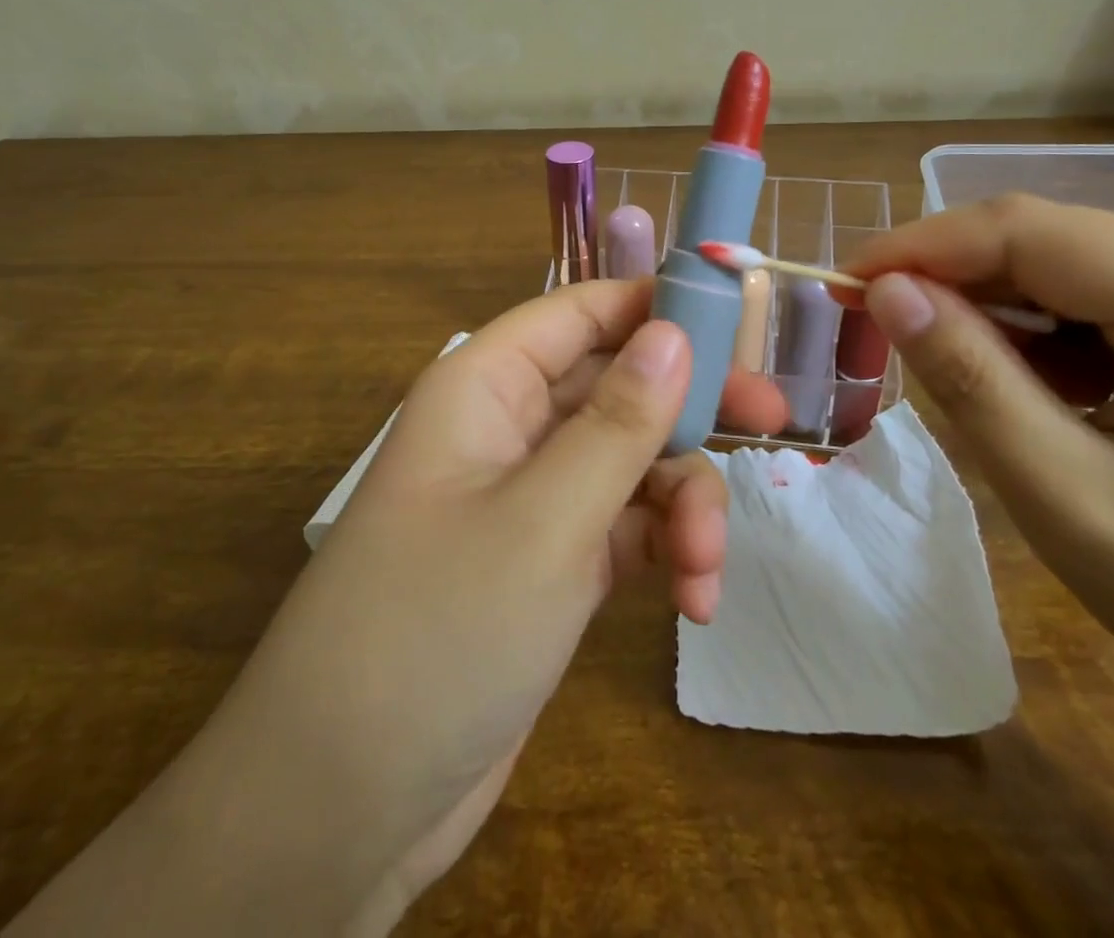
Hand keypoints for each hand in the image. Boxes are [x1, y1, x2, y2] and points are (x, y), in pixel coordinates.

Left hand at [156, 279, 785, 934]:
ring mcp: (532, 496)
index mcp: (486, 386)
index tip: (742, 325)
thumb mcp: (544, 521)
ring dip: (683, 502)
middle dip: (690, 410)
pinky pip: (627, 525)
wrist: (343, 806)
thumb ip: (618, 424)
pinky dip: (666, 550)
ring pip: (632, 460)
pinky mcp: (552, 560)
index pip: (581, 312)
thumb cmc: (435, 632)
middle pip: (618, 384)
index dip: (657, 307)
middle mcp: (509, 428)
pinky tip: (694, 600)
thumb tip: (675, 332)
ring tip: (705, 565)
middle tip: (770, 424)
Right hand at [845, 193, 1113, 723]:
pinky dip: (1050, 339)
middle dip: (954, 285)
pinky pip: (1109, 301)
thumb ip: (971, 382)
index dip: (919, 246)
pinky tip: (1049, 400)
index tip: (841, 284)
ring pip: (1072, 269)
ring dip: (1001, 316)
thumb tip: (886, 292)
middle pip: (1052, 242)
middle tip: (882, 340)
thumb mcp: (1073, 503)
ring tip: (972, 388)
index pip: (1030, 229)